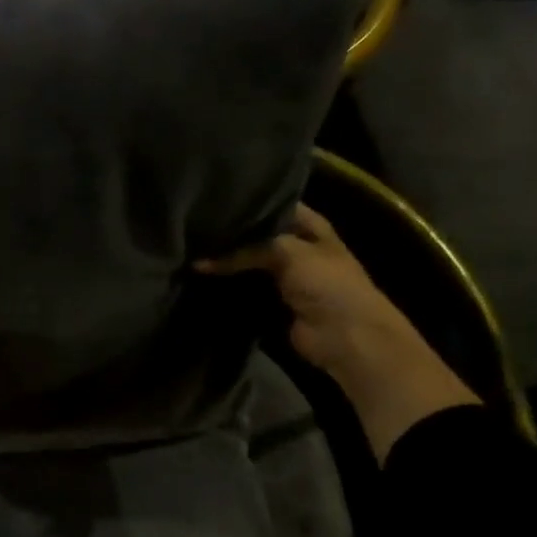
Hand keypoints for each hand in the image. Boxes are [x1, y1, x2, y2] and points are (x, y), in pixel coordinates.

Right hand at [197, 204, 476, 461]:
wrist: (346, 338)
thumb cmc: (327, 284)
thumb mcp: (286, 252)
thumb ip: (245, 250)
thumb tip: (199, 262)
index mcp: (310, 226)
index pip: (274, 203)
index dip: (247, 201)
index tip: (213, 199)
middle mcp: (296, 245)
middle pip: (257, 233)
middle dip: (230, 232)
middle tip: (193, 225)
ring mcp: (284, 274)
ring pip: (247, 260)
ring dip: (224, 259)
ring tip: (190, 247)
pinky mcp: (271, 299)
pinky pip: (243, 286)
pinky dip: (226, 284)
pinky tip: (199, 274)